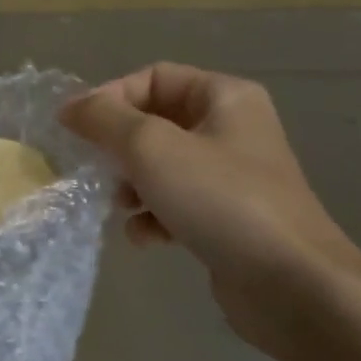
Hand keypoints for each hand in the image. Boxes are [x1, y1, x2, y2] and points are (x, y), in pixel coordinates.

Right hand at [60, 63, 360, 355]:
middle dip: (120, 146)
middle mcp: (232, 129)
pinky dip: (154, 216)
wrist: (291, 283)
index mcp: (224, 97)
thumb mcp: (151, 148)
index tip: (76, 128)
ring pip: (162, 166)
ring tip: (120, 205)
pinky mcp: (227, 218)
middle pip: (156, 123)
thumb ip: (104, 120)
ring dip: (132, 184)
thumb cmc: (220, 199)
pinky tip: (146, 237)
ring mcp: (232, 177)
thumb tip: (69, 107)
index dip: (111, 97)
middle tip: (95, 168)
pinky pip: (177, 203)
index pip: (153, 77)